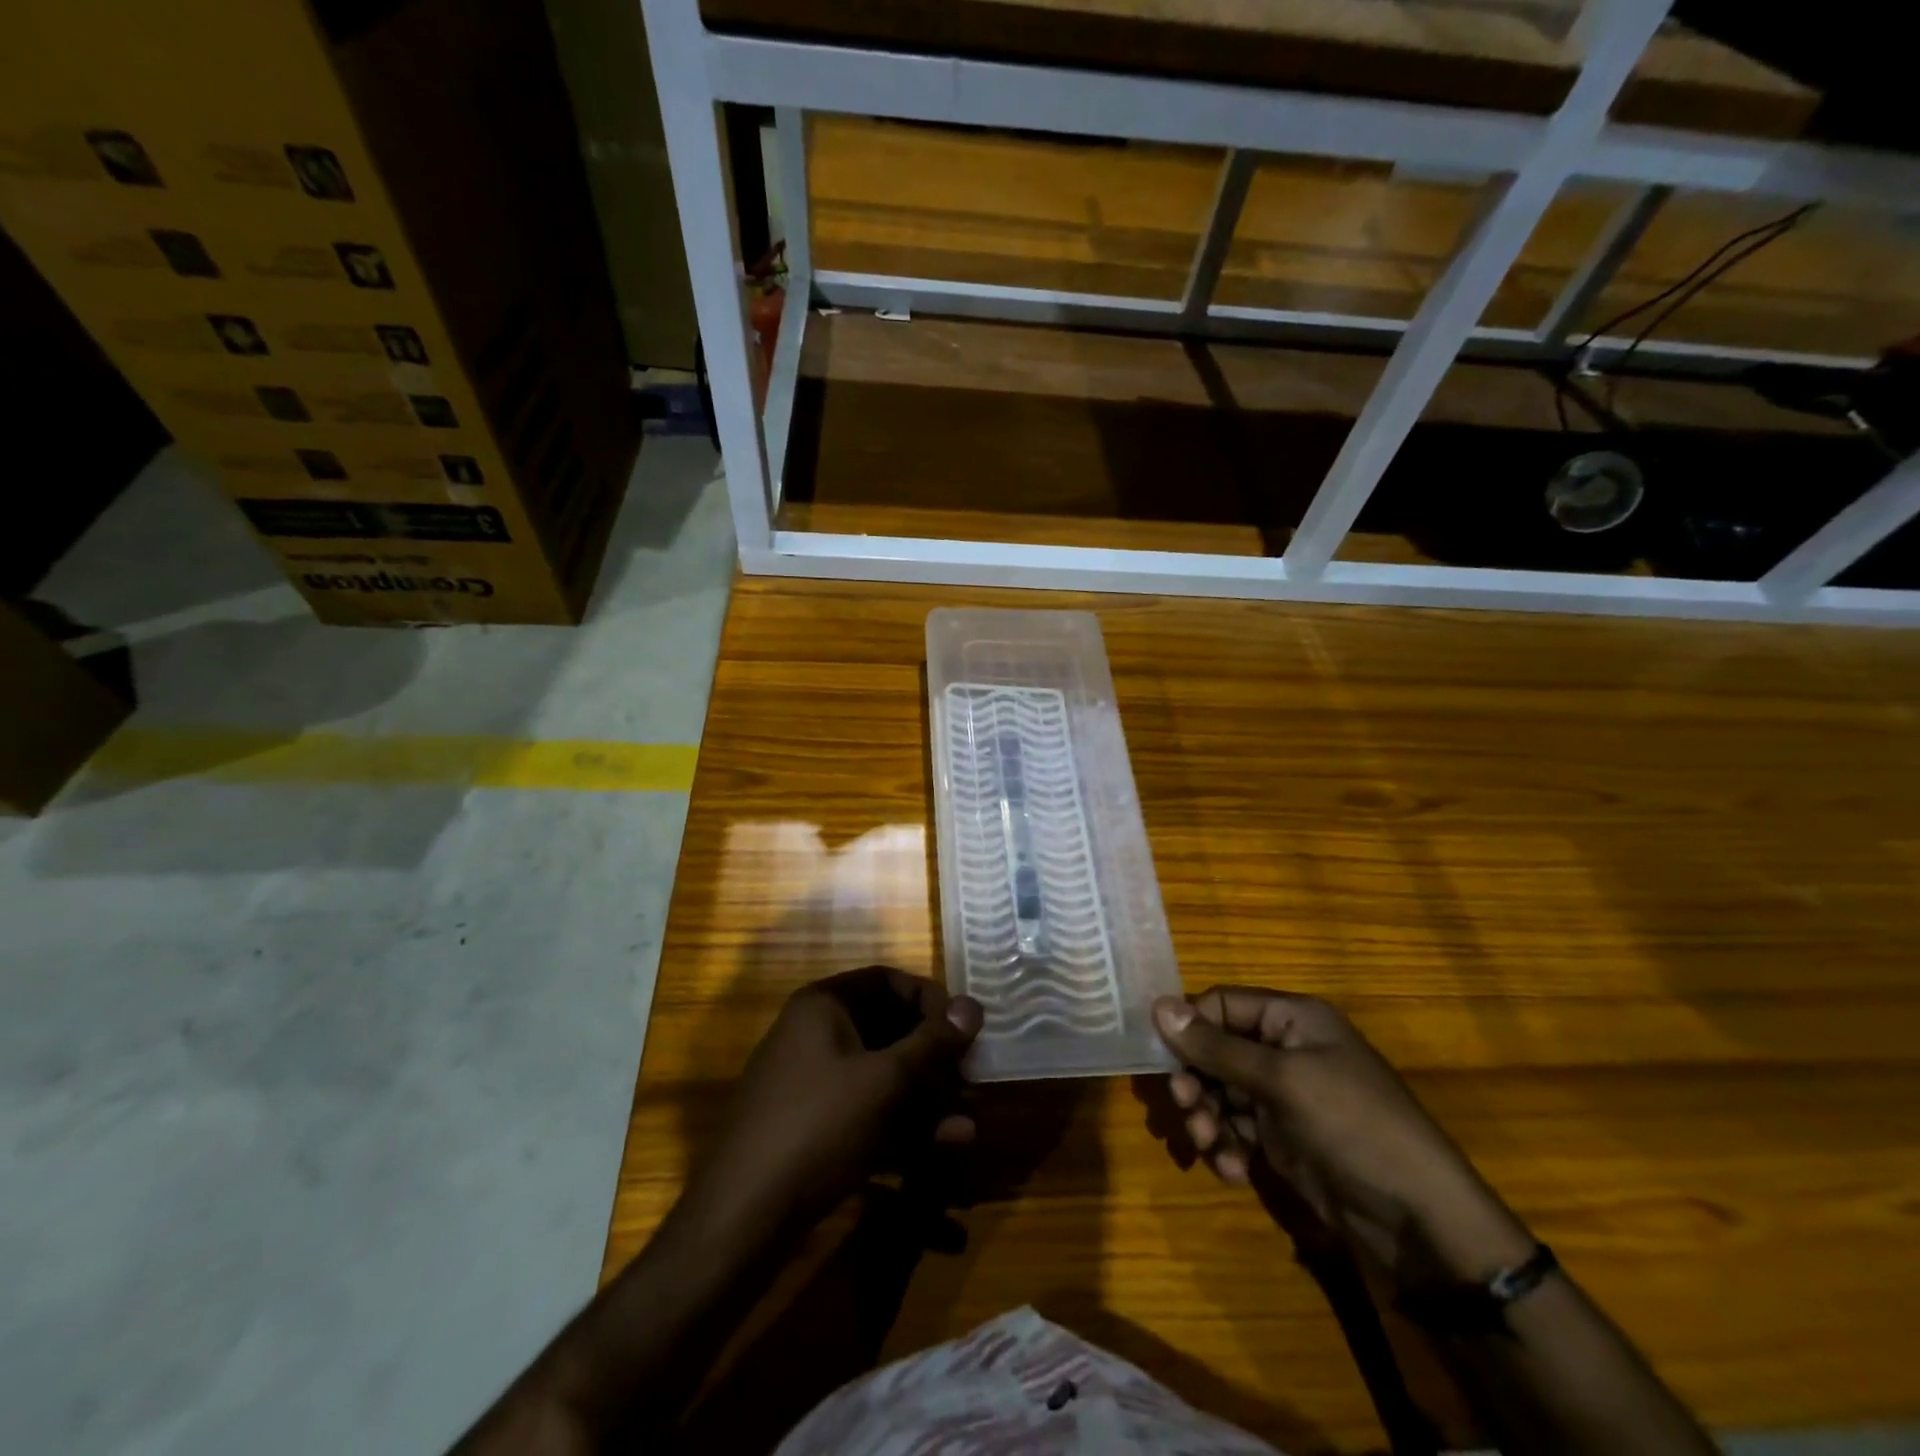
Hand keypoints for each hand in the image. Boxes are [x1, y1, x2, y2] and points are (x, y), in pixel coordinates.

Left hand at [682, 968, 982, 1242]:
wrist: (743, 1217)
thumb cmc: (819, 1125)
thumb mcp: (884, 1080)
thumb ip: (932, 1042)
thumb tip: (974, 1005)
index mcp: (823, 1006)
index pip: (887, 980)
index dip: (929, 999)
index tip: (964, 1027)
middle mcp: (815, 1034)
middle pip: (887, 1029)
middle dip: (933, 1056)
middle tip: (970, 1076)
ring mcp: (813, 1083)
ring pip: (881, 1075)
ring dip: (926, 1096)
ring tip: (967, 1121)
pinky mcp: (815, 1127)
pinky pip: (868, 1111)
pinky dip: (903, 1123)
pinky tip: (944, 1143)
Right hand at [1153, 989, 1533, 1285]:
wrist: (1418, 1221)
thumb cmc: (1353, 1126)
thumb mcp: (1282, 1080)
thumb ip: (1216, 1047)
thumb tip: (1158, 1005)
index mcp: (1292, 1019)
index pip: (1222, 1004)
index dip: (1191, 1027)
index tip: (1164, 1057)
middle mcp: (1284, 1050)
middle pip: (1215, 1050)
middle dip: (1195, 1081)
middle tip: (1186, 1109)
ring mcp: (1283, 1096)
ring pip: (1219, 1092)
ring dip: (1206, 1118)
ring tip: (1210, 1145)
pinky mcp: (1282, 1138)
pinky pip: (1235, 1128)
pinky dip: (1226, 1146)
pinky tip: (1233, 1170)